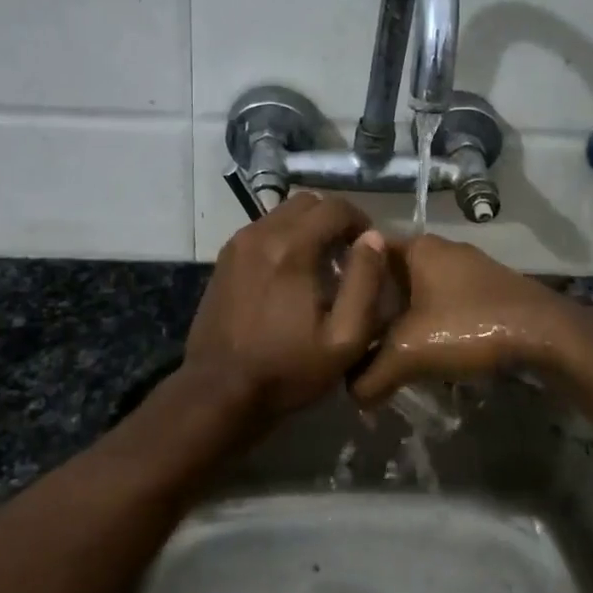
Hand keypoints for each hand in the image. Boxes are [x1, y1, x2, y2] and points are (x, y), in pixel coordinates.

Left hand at [182, 192, 388, 425]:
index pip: (335, 207)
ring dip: (307, 228)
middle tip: (345, 255)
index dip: (360, 220)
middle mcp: (262, 233)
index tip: (368, 249)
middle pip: (307, 202)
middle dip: (333, 220)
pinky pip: (262, 230)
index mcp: (292, 247)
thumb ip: (365, 282)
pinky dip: (283, 239)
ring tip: (319, 266)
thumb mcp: (344, 337)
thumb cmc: (288, 368)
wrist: (219, 390)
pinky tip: (289, 275)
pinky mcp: (224, 258)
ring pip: (282, 213)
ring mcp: (238, 244)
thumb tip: (373, 239)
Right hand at [351, 236, 584, 403]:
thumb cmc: (469, 327)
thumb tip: (348, 392)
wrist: (546, 335)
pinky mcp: (489, 288)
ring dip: (403, 313)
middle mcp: (442, 248)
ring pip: (421, 287)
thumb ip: (371, 374)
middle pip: (392, 271)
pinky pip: (445, 298)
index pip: (365, 249)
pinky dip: (431, 318)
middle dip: (373, 300)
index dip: (343, 273)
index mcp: (418, 247)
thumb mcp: (409, 354)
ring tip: (383, 344)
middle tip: (352, 330)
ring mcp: (469, 267)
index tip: (327, 300)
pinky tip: (427, 348)